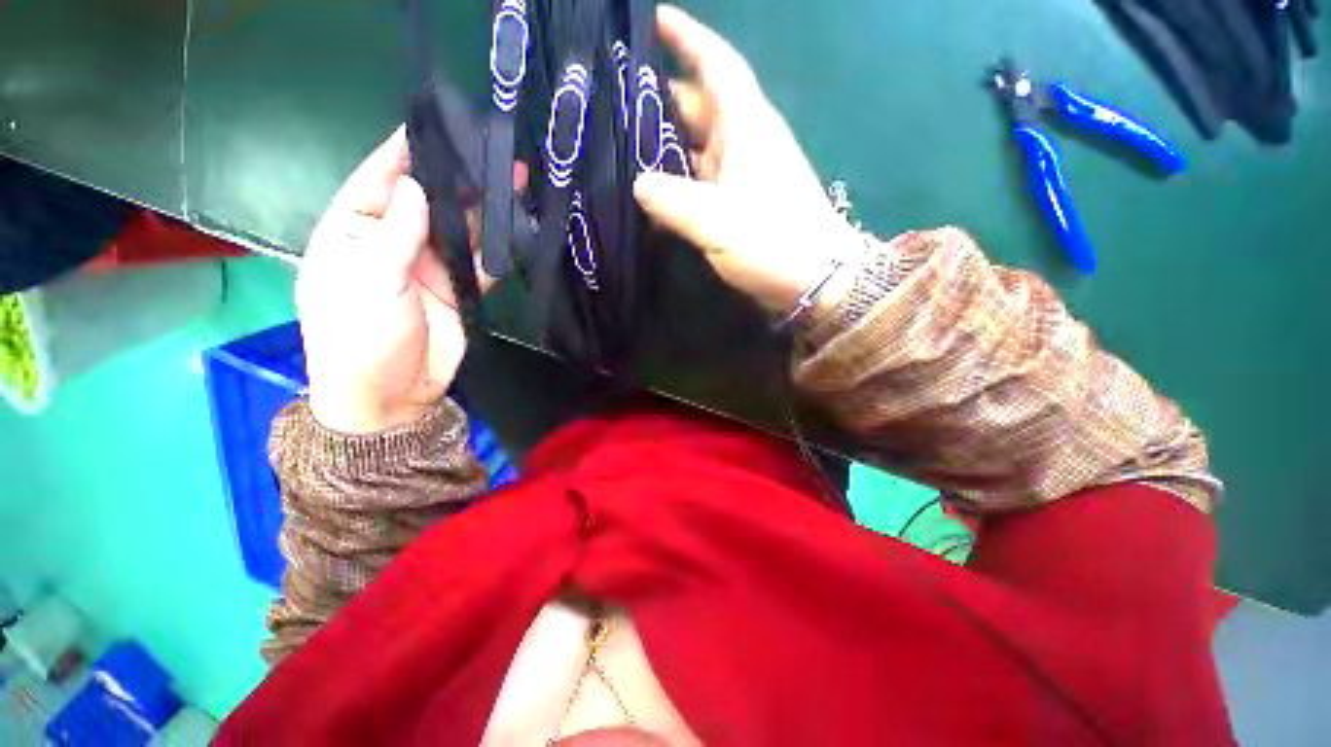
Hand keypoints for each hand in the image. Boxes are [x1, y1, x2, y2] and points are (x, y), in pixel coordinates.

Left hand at [297, 127, 486, 433]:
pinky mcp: (459, 290)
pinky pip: (481, 264)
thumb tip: (419, 189)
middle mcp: (393, 243)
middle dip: (458, 179)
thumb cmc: (359, 340)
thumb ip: (394, 238)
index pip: (379, 181)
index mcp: (354, 233)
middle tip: (493, 152)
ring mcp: (430, 267)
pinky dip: (498, 250)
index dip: (404, 152)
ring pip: (461, 230)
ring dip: (486, 211)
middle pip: (429, 201)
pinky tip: (519, 230)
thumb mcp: (367, 284)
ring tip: (516, 183)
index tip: (433, 124)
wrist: (392, 395)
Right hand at [633, 5, 862, 316]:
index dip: (687, 38)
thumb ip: (673, 201)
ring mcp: (740, 178)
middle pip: (698, 107)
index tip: (653, 19)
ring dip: (664, 145)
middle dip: (660, 98)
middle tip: (613, 100)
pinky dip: (676, 183)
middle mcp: (743, 145)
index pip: (716, 65)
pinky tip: (650, 193)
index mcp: (747, 128)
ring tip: (620, 145)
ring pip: (696, 148)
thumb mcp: (719, 221)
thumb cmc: (776, 243)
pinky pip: (699, 184)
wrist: (815, 281)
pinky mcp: (736, 207)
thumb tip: (638, 185)